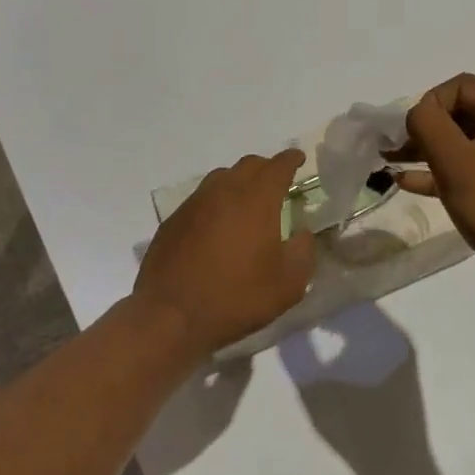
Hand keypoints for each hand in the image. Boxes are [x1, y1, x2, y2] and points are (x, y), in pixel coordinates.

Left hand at [134, 150, 316, 355]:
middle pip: (247, 165)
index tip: (299, 159)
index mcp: (256, 200)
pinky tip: (217, 226)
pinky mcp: (173, 221)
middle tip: (276, 182)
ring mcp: (194, 204)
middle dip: (266, 168)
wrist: (171, 315)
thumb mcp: (288, 284)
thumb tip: (301, 232)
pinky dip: (216, 203)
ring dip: (238, 182)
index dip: (291, 160)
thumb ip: (303, 252)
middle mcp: (224, 192)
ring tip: (247, 202)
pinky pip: (200, 199)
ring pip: (221, 178)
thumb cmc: (236, 298)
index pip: (277, 166)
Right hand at [393, 75, 474, 306]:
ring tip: (391, 163)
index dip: (430, 102)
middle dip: (424, 127)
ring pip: (461, 144)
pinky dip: (440, 173)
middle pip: (461, 113)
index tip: (410, 131)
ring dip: (426, 150)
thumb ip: (429, 125)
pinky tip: (410, 184)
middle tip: (392, 148)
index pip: (462, 86)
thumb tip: (417, 112)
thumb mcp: (456, 161)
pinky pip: (468, 170)